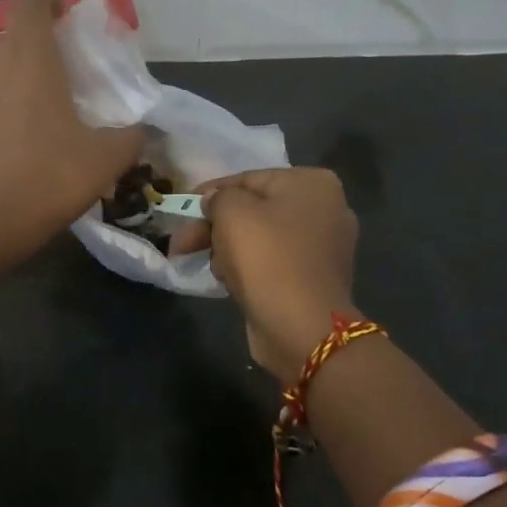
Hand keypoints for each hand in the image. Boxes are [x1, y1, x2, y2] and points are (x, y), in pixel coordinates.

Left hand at [0, 0, 145, 258]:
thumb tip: (138, 131)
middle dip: (39, 48)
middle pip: (13, 36)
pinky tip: (15, 150)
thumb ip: (129, 138)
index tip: (67, 21)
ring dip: (18, 82)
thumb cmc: (45, 179)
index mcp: (30, 57)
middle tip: (66, 80)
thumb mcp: (105, 161)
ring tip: (43, 119)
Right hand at [170, 167, 359, 383]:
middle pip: (254, 209)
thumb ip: (218, 197)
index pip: (248, 179)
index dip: (209, 194)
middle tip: (181, 244)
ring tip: (207, 266)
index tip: (181, 209)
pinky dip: (248, 268)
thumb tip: (215, 202)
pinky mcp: (314, 278)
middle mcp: (326, 209)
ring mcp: (323, 246)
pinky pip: (272, 262)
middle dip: (214, 226)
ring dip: (228, 248)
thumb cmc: (267, 257)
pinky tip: (228, 281)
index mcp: (312, 183)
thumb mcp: (232, 212)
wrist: (301, 327)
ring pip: (260, 238)